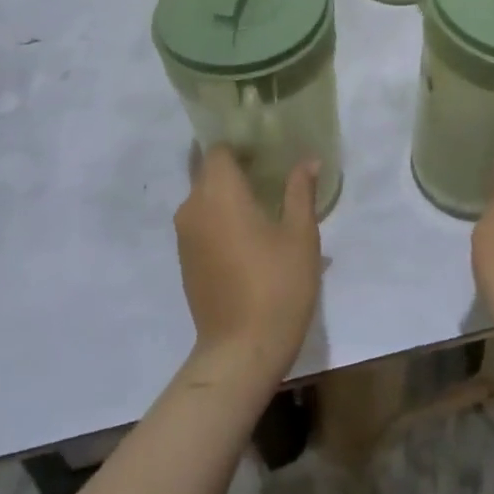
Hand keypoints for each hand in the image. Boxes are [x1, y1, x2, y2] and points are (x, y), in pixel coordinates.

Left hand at [174, 148, 322, 388]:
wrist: (241, 349)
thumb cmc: (277, 284)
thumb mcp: (300, 235)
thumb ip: (300, 191)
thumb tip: (308, 160)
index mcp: (218, 192)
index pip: (219, 150)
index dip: (241, 144)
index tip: (266, 147)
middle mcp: (193, 207)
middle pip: (208, 172)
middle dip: (235, 168)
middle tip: (270, 171)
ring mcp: (185, 236)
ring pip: (203, 199)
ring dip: (227, 195)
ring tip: (263, 203)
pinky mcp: (186, 260)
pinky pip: (201, 224)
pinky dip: (220, 219)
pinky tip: (249, 234)